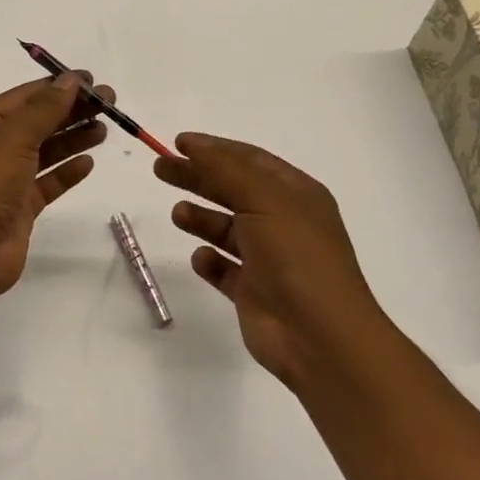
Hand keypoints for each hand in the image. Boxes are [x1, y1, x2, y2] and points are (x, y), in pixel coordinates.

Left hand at [0, 73, 111, 301]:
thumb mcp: (13, 138)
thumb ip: (45, 108)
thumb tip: (71, 79)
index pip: (25, 96)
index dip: (58, 86)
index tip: (92, 80)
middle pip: (38, 121)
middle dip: (72, 110)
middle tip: (110, 102)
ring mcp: (6, 178)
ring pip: (45, 150)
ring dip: (73, 138)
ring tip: (104, 129)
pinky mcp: (20, 207)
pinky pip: (48, 182)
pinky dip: (67, 172)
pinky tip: (88, 162)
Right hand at [154, 133, 381, 386]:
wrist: (319, 337)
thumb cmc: (296, 256)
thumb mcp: (263, 199)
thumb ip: (225, 168)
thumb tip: (193, 145)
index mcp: (295, 194)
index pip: (250, 160)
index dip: (214, 148)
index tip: (178, 143)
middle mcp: (283, 222)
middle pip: (232, 190)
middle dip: (197, 177)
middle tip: (160, 168)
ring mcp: (269, 259)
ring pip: (226, 229)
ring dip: (201, 218)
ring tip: (177, 214)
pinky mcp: (254, 292)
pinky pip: (224, 269)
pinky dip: (209, 260)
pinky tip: (200, 258)